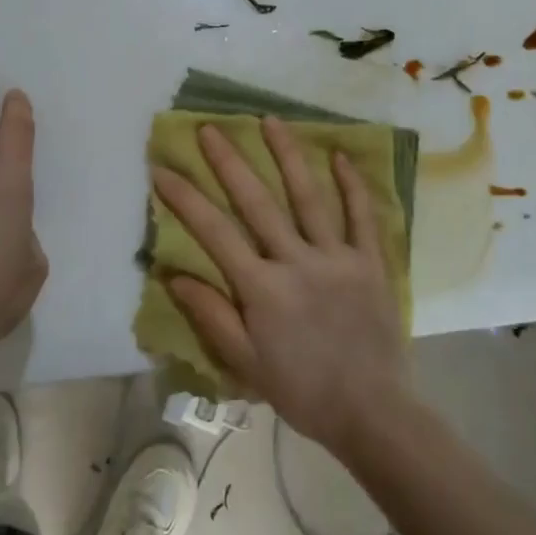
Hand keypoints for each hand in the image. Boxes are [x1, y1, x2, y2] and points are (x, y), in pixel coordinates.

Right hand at [152, 117, 409, 451]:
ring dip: (288, 156)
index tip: (162, 168)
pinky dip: (352, 185)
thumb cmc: (303, 390)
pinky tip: (339, 156)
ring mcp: (337, 257)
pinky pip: (362, 217)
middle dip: (229, 162)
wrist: (373, 413)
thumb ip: (211, 315)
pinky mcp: (371, 262)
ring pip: (309, 197)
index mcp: (262, 287)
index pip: (214, 232)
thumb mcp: (245, 363)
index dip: (184, 198)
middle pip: (257, 202)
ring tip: (270, 121)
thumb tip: (172, 275)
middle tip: (210, 128)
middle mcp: (296, 261)